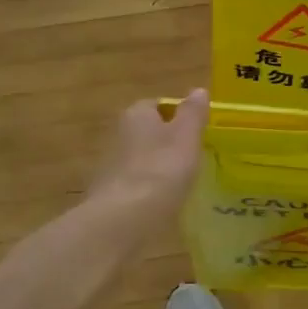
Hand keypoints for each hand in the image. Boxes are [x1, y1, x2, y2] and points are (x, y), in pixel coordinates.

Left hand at [89, 90, 209, 226]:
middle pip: (149, 131)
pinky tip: (165, 202)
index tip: (198, 131)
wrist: (124, 218)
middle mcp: (118, 133)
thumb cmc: (161, 169)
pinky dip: (149, 189)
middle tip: (193, 156)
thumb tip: (198, 90)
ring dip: (159, 166)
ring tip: (183, 181)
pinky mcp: (109, 194)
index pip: (159, 104)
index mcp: (137, 114)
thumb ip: (193, 113)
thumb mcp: (187, 136)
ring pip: (142, 159)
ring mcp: (111, 165)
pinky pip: (136, 184)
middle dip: (168, 141)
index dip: (179, 115)